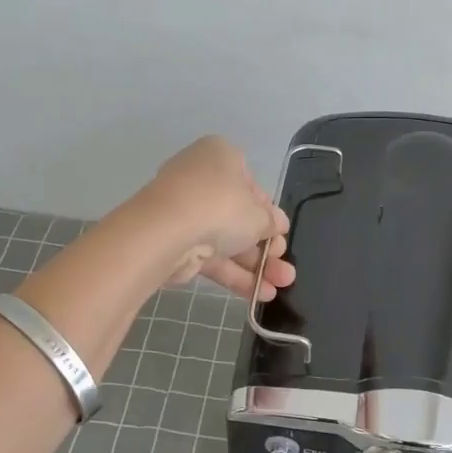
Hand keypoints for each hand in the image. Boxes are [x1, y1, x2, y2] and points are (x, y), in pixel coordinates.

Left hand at [136, 136, 295, 301]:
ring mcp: (184, 212)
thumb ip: (271, 222)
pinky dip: (234, 274)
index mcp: (221, 157)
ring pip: (227, 240)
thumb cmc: (221, 207)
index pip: (251, 185)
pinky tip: (260, 295)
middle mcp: (200, 180)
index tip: (281, 233)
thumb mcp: (259, 214)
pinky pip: (211, 257)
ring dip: (255, 265)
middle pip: (239, 216)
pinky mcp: (175, 242)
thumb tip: (278, 225)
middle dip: (266, 246)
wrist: (166, 232)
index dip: (269, 212)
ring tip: (281, 287)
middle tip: (285, 267)